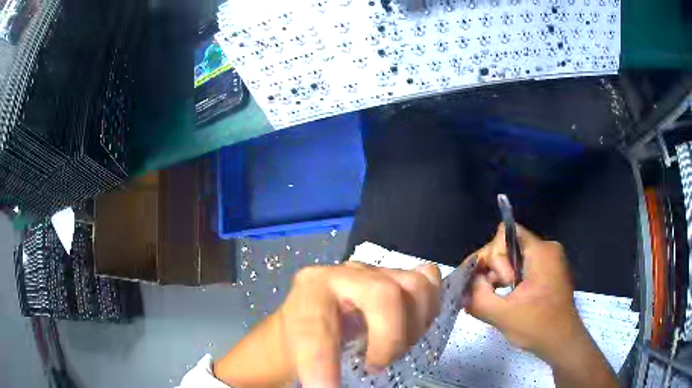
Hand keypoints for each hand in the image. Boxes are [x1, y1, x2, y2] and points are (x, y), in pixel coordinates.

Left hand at [214, 262, 441, 387]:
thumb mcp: (297, 358)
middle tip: (376, 365)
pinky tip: (414, 327)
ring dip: (414, 327)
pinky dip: (429, 307)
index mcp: (309, 293)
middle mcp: (343, 275)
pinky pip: (428, 280)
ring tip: (396, 348)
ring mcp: (375, 272)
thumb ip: (314, 372)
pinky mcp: (396, 275)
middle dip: (390, 340)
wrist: (307, 317)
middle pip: (385, 295)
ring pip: (415, 286)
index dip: (324, 364)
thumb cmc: (300, 342)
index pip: (319, 328)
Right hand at [466, 224, 582, 362]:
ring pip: (514, 258)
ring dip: (501, 277)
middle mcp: (547, 249)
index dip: (491, 256)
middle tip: (496, 294)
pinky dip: (511, 280)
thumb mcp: (502, 314)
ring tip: (500, 300)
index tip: (493, 284)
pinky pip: (523, 267)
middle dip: (495, 270)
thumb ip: (477, 296)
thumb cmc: (537, 327)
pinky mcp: (550, 272)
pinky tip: (507, 299)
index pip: (505, 235)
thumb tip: (466, 285)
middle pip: (509, 246)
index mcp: (541, 251)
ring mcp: (550, 260)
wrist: (562, 343)